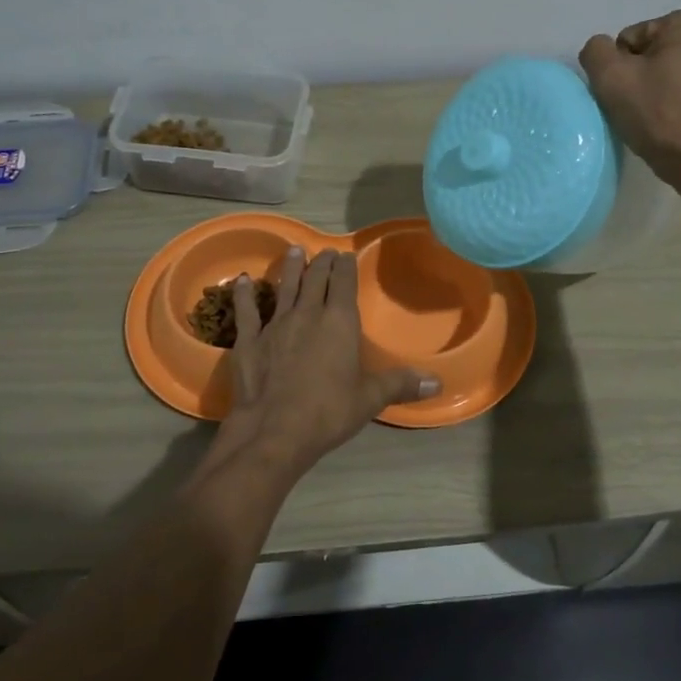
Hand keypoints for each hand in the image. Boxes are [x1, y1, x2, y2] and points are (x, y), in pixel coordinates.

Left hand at [220, 247, 438, 474]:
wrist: (275, 430)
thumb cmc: (329, 412)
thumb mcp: (370, 399)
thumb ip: (401, 384)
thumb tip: (438, 382)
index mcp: (339, 322)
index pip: (344, 284)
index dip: (345, 267)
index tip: (346, 255)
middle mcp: (307, 314)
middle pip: (315, 280)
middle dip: (321, 263)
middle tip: (324, 251)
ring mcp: (275, 325)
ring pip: (284, 287)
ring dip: (290, 268)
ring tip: (293, 251)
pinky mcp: (249, 340)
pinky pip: (247, 310)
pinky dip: (244, 294)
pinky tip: (242, 281)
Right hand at [578, 8, 680, 182]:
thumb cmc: (658, 115)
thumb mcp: (611, 78)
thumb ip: (596, 51)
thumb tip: (602, 50)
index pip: (630, 39)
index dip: (620, 68)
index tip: (629, 95)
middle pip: (651, 51)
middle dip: (640, 75)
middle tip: (639, 107)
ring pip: (669, 68)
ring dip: (656, 86)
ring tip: (656, 115)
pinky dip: (675, 96)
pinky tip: (673, 118)